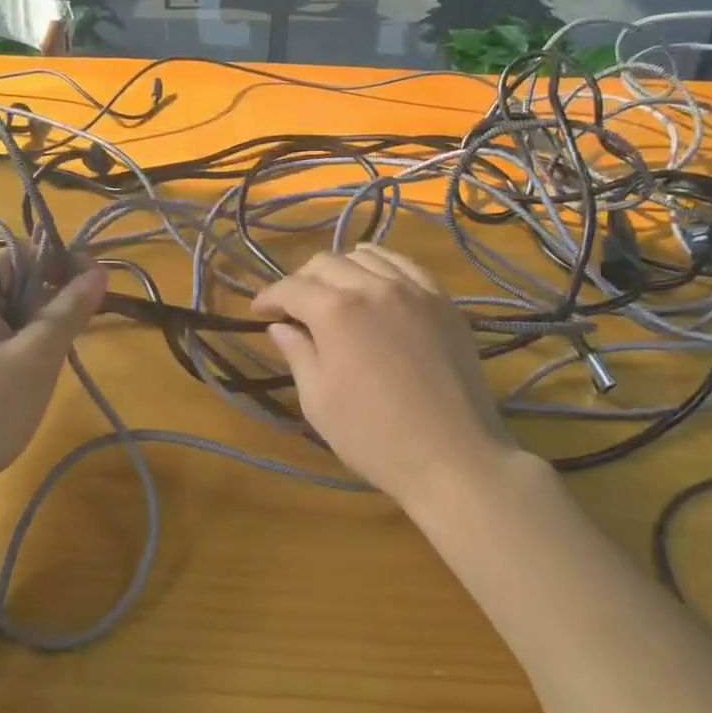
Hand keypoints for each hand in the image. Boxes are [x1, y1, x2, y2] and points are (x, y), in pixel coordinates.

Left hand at [0, 255, 106, 492]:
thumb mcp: (37, 356)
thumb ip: (69, 309)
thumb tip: (98, 272)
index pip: (19, 256)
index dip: (62, 266)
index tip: (98, 286)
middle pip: (7, 284)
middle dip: (46, 304)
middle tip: (74, 334)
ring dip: (30, 330)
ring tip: (48, 362)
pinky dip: (9, 349)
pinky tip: (21, 380)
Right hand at [252, 245, 517, 511]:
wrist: (453, 457)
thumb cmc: (374, 436)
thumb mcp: (319, 401)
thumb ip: (297, 354)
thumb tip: (279, 326)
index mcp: (336, 311)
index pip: (292, 288)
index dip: (269, 297)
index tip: (258, 312)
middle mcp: (373, 286)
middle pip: (327, 263)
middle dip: (301, 280)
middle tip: (293, 308)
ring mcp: (414, 289)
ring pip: (367, 256)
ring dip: (340, 268)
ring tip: (334, 292)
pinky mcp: (443, 301)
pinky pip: (405, 265)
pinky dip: (381, 266)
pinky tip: (376, 284)